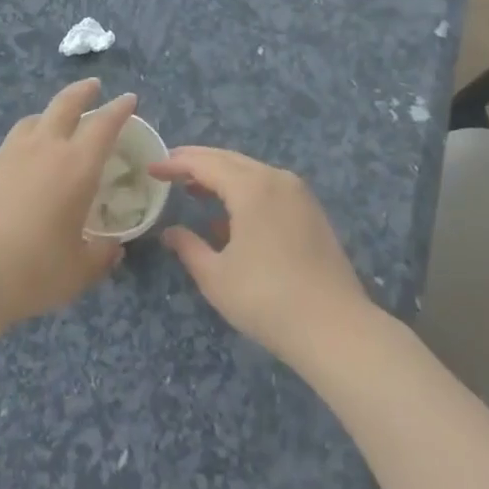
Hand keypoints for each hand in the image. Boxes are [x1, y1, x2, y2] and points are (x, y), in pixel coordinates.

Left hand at [0, 78, 132, 326]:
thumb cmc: (34, 272)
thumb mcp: (79, 271)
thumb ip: (100, 255)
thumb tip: (112, 248)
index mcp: (76, 167)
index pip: (104, 125)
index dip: (119, 109)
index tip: (128, 99)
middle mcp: (44, 149)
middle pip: (65, 104)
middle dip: (82, 92)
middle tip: (93, 86)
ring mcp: (8, 154)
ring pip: (32, 121)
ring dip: (48, 116)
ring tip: (53, 125)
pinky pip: (7, 149)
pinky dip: (21, 150)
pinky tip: (18, 172)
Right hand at [149, 147, 371, 369]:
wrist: (337, 330)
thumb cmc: (268, 300)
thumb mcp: (216, 277)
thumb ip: (188, 248)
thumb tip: (170, 232)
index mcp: (251, 186)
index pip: (204, 163)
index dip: (175, 163)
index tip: (151, 167)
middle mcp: (276, 178)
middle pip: (228, 159)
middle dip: (197, 162)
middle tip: (169, 169)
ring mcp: (298, 193)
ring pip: (250, 172)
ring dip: (221, 177)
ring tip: (194, 189)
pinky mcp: (311, 212)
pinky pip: (269, 188)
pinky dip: (244, 191)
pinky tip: (229, 218)